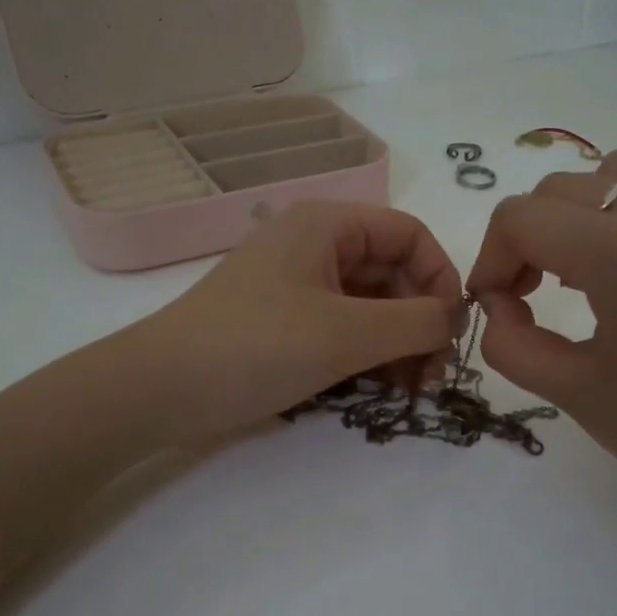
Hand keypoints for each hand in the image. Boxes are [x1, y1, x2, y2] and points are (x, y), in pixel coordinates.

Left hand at [136, 200, 463, 440]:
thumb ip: (416, 322)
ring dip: (398, 343)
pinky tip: (380, 387)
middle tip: (432, 376)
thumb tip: (456, 318)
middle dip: (420, 321)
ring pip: (370, 304)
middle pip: (393, 271)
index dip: (441, 278)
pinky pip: (343, 327)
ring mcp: (298, 284)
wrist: (159, 390)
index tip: (452, 332)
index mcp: (328, 225)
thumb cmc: (255, 347)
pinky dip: (368, 353)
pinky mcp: (285, 321)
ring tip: (410, 390)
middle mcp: (315, 245)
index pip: (410, 235)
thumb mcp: (347, 334)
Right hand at [466, 150, 616, 535]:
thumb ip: (512, 345)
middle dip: (530, 237)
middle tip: (533, 294)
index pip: (521, 218)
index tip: (498, 306)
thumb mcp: (575, 394)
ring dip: (588, 211)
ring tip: (594, 268)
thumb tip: (499, 306)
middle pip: (563, 188)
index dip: (491, 259)